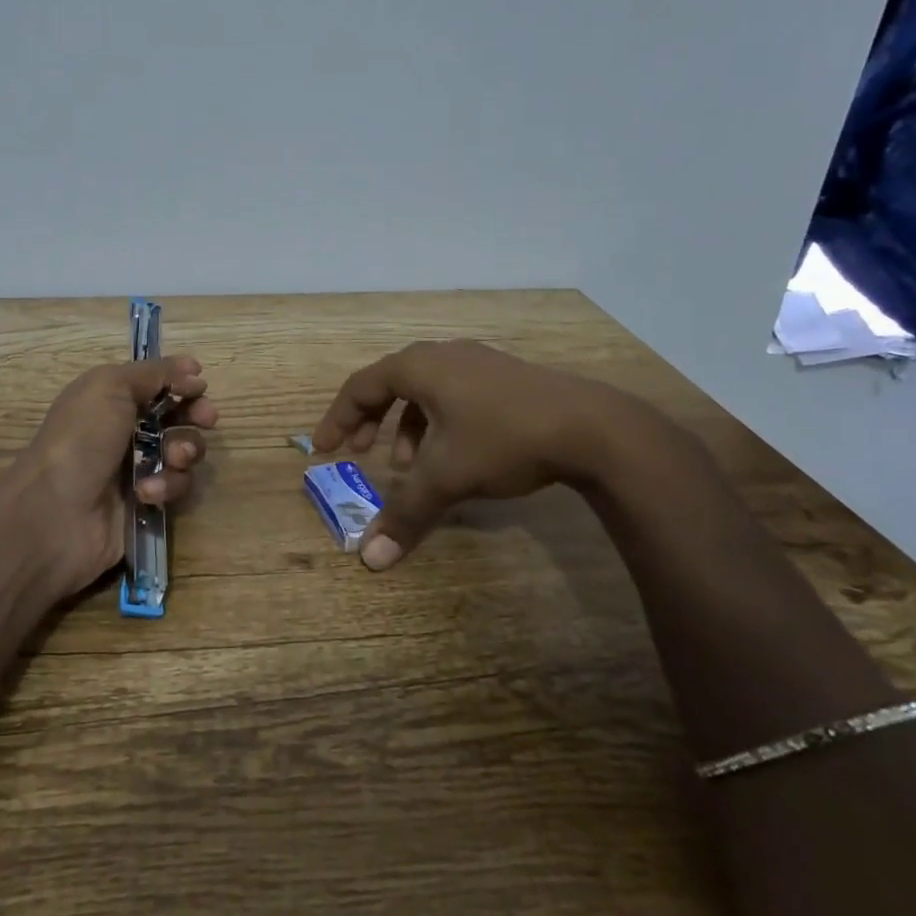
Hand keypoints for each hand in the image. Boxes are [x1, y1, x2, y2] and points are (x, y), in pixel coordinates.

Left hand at [7, 355, 218, 596]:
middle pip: (178, 416)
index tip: (200, 386)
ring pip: (183, 452)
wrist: (54, 514)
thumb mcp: (110, 386)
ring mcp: (137, 469)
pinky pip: (176, 487)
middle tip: (206, 419)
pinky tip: (145, 492)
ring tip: (171, 459)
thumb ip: (154, 373)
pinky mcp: (146, 503)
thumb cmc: (80, 440)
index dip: (182, 383)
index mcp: (112, 399)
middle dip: (195, 415)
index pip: (158, 385)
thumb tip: (192, 370)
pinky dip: (166, 486)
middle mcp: (126, 431)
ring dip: (184, 451)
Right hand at [311, 339, 639, 571]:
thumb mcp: (447, 477)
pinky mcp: (504, 376)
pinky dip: (437, 422)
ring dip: (405, 425)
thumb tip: (370, 560)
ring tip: (407, 464)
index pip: (360, 386)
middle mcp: (442, 355)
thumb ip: (406, 513)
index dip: (337, 418)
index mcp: (418, 366)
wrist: (592, 426)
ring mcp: (477, 362)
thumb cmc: (503, 439)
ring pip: (424, 390)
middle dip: (368, 420)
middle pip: (389, 383)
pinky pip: (452, 393)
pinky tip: (453, 454)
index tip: (323, 449)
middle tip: (357, 451)